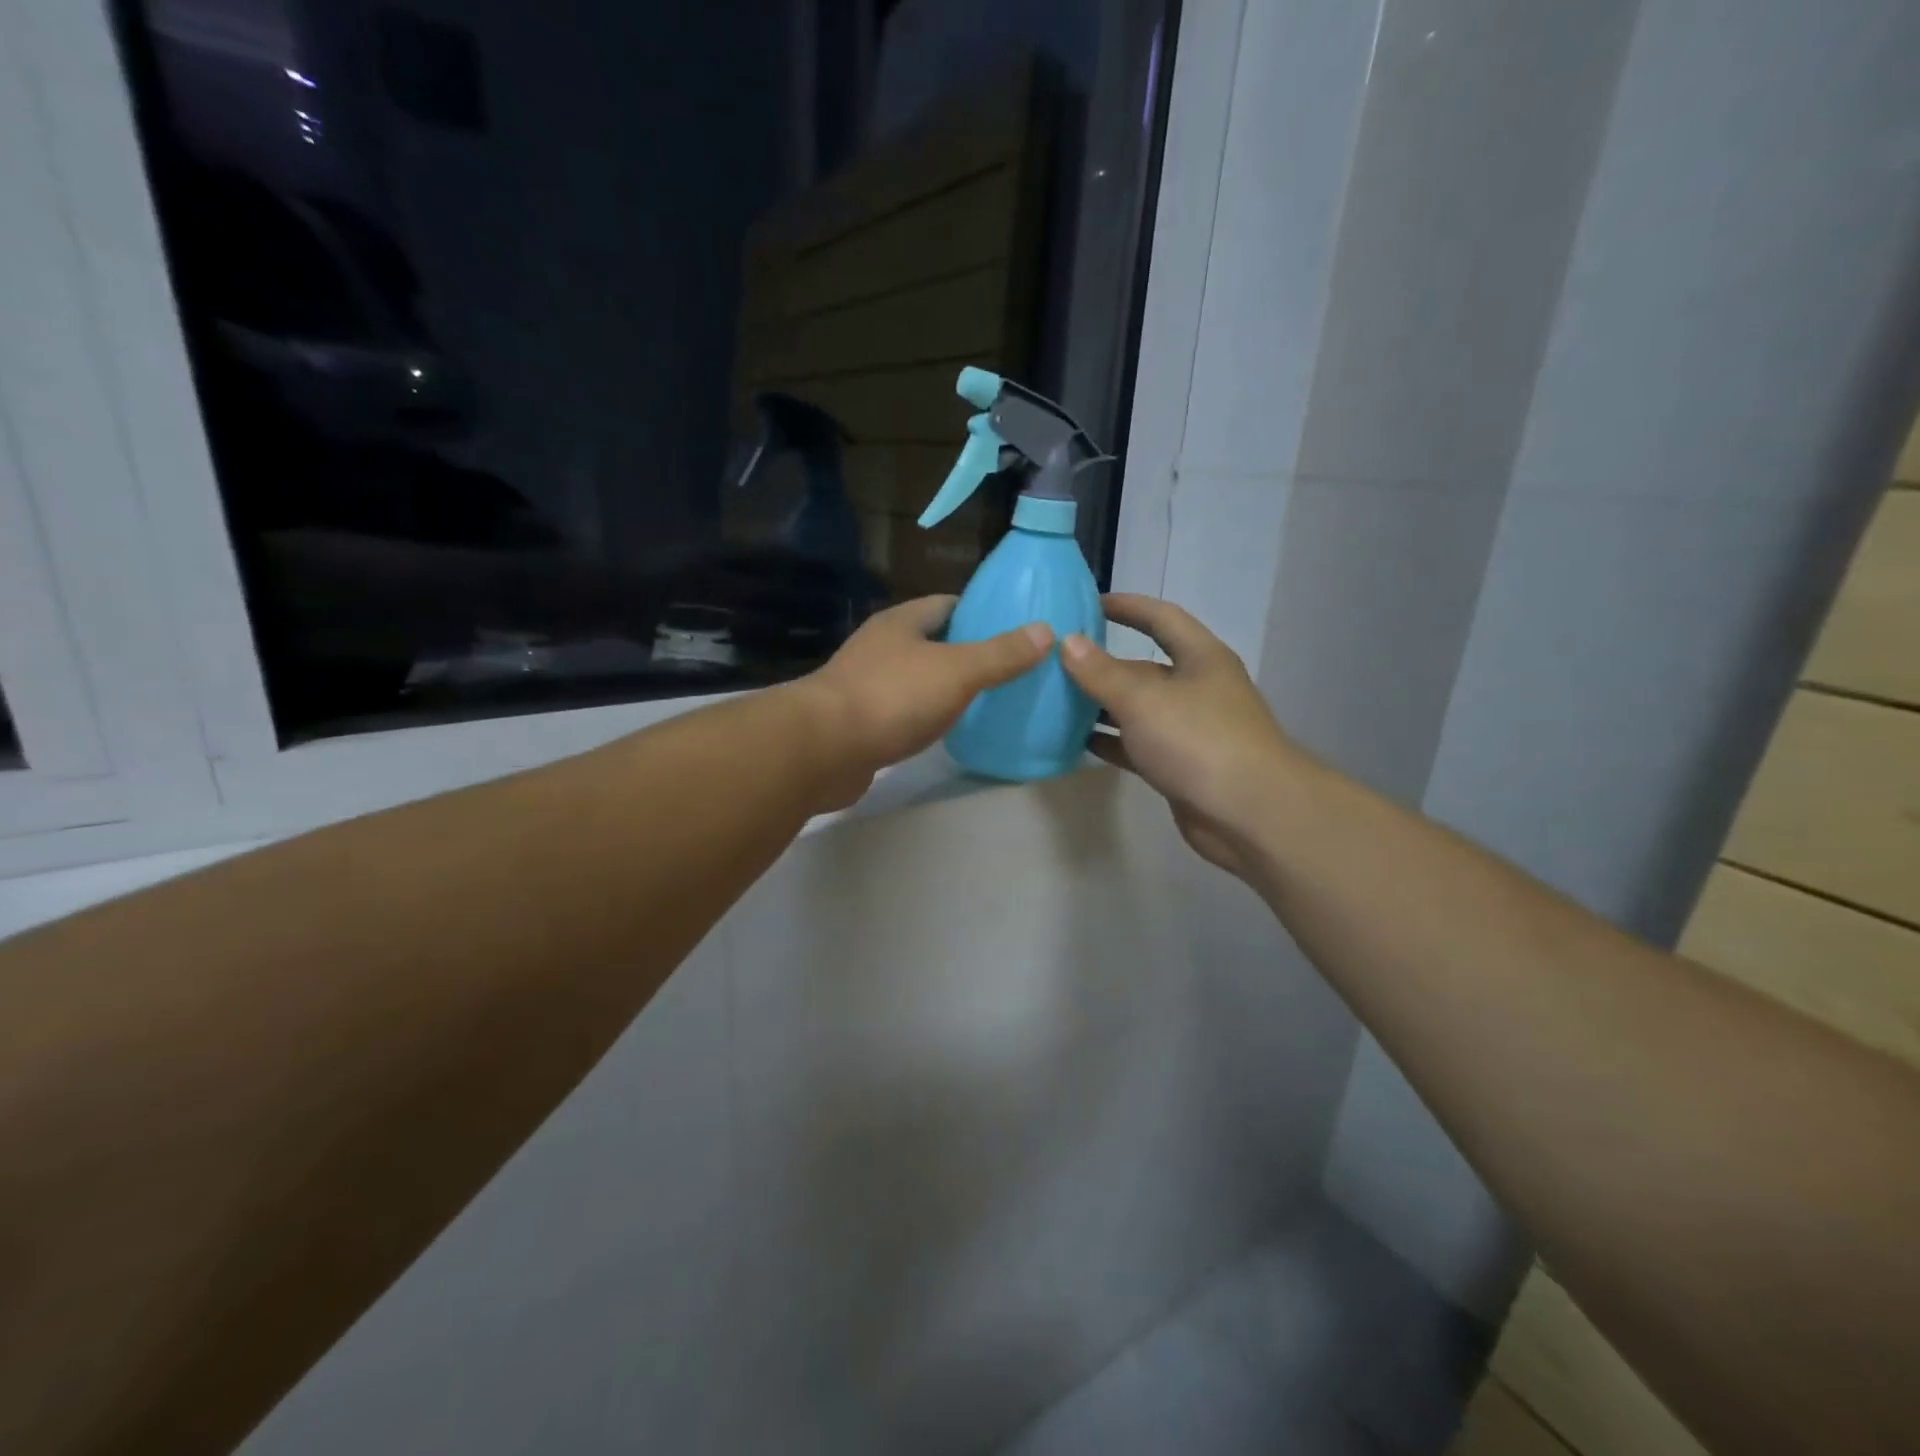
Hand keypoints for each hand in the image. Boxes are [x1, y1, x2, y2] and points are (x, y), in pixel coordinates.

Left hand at [795, 595, 1052, 808]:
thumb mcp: (957, 671)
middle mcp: (880, 647)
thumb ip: (1000, 653)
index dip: (981, 613)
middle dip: (967, 652)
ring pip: (917, 678)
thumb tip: (1045, 631)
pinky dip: (926, 717)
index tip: (1015, 629)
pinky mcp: (860, 722)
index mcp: (901, 623)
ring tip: (988, 700)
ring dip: (946, 687)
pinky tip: (948, 731)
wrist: (823, 749)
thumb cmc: (892, 697)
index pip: (947, 605)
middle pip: (932, 642)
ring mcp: (866, 685)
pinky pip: (903, 712)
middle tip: (1010, 669)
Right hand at [1061, 593, 1301, 877]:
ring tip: (1057, 701)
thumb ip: (1101, 672)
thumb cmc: (1199, 740)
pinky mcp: (1180, 766)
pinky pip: (1138, 745)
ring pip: (1138, 709)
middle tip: (1057, 662)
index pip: (1161, 618)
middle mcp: (1197, 688)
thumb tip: (1067, 642)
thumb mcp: (1142, 699)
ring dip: (1102, 705)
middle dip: (1103, 664)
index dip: (1127, 606)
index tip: (1088, 604)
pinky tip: (1077, 742)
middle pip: (1144, 667)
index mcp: (1200, 658)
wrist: (1249, 813)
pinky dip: (1111, 741)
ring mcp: (1190, 729)